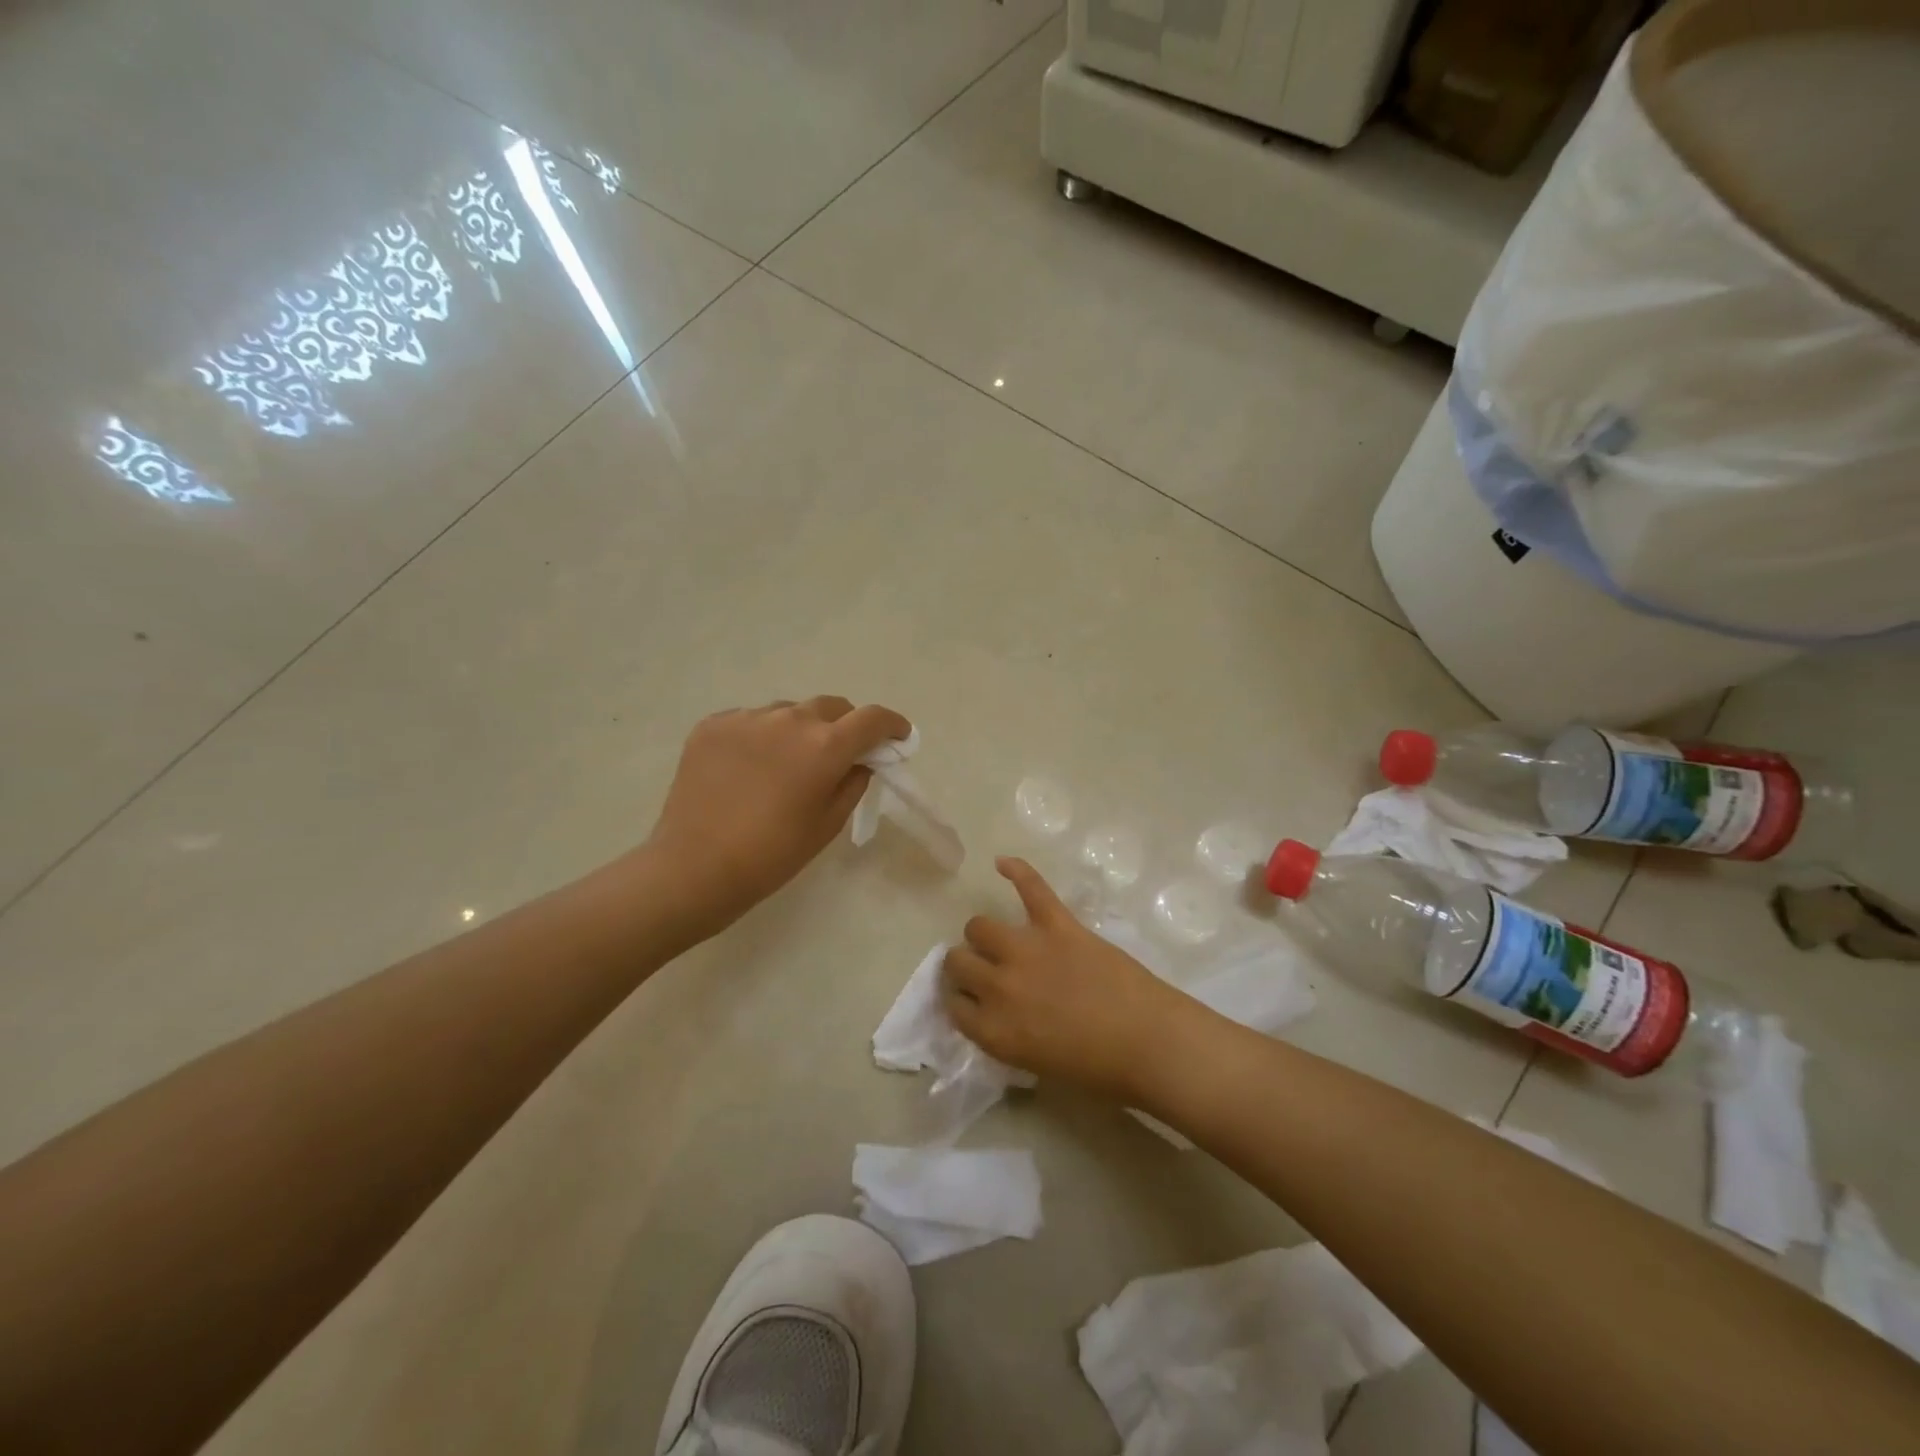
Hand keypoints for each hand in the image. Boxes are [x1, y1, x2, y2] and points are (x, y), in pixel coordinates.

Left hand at [644, 697, 911, 937]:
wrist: (693, 868)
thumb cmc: (771, 855)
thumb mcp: (827, 824)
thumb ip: (853, 783)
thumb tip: (860, 761)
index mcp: (824, 746)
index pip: (872, 719)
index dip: (893, 725)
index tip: (899, 737)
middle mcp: (788, 719)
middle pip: (831, 707)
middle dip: (846, 726)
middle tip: (841, 753)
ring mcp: (746, 718)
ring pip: (789, 712)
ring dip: (801, 730)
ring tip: (788, 764)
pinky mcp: (712, 725)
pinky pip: (751, 720)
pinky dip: (762, 736)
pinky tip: (750, 767)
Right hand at [943, 858, 1200, 1102]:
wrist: (1150, 1043)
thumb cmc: (1099, 1069)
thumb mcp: (1035, 1063)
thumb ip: (1005, 1033)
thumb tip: (996, 1011)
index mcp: (993, 1030)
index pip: (953, 1006)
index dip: (961, 1000)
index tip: (971, 1000)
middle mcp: (998, 987)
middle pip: (958, 961)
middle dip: (967, 966)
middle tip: (987, 971)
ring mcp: (1027, 950)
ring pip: (979, 926)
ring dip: (984, 935)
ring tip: (999, 939)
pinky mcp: (1058, 924)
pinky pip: (1031, 888)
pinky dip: (1017, 871)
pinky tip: (1002, 863)